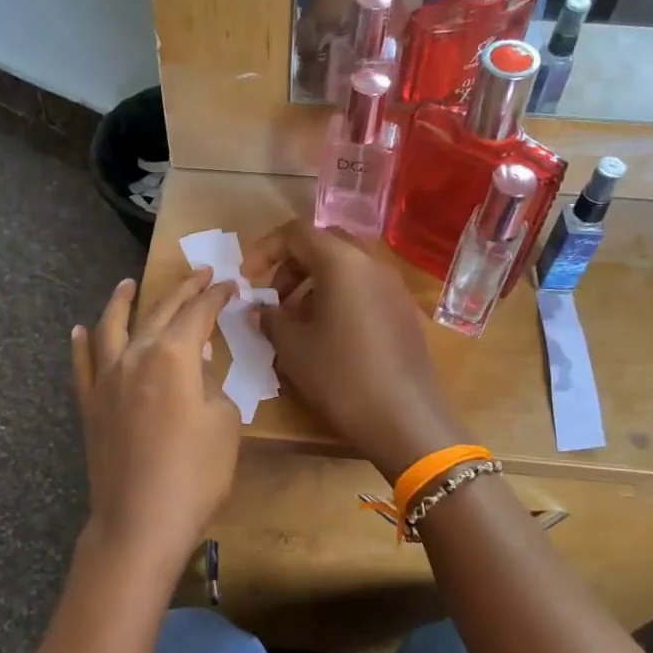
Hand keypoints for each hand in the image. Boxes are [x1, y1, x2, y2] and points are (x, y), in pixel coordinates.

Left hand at [69, 271, 240, 573]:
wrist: (140, 521)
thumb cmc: (195, 474)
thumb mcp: (224, 423)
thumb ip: (212, 383)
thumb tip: (198, 363)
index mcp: (173, 355)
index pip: (198, 313)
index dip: (216, 296)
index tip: (230, 283)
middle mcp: (135, 355)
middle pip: (159, 311)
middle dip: (182, 290)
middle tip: (200, 274)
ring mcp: (106, 379)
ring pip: (111, 327)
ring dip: (122, 301)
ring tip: (129, 284)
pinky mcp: (89, 404)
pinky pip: (82, 364)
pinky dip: (82, 343)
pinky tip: (79, 330)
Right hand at [244, 222, 465, 482]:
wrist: (405, 420)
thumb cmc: (342, 378)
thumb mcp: (294, 349)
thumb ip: (270, 319)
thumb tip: (259, 308)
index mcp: (342, 262)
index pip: (297, 233)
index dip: (265, 250)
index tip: (247, 278)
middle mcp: (372, 263)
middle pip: (324, 243)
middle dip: (292, 264)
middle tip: (273, 297)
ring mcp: (393, 286)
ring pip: (346, 266)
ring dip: (314, 282)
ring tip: (296, 321)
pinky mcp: (403, 310)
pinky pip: (364, 287)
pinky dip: (338, 296)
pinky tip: (327, 334)